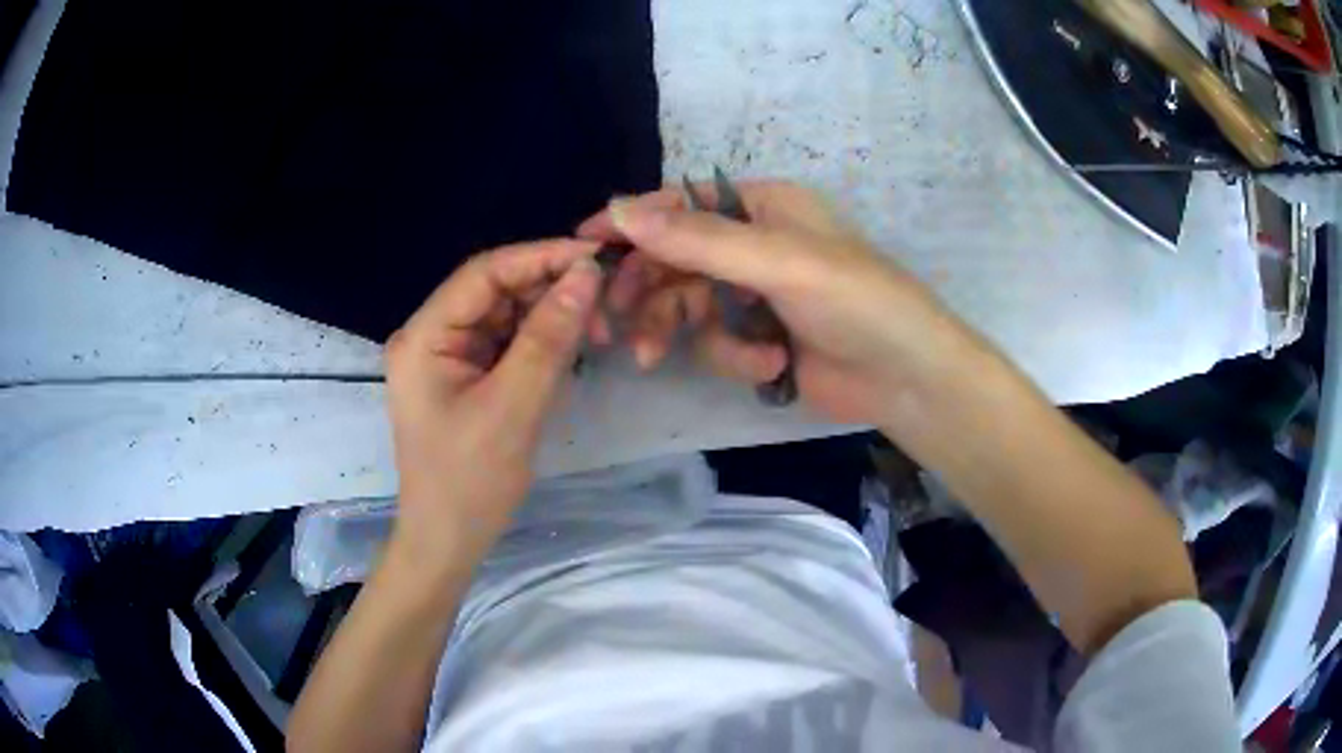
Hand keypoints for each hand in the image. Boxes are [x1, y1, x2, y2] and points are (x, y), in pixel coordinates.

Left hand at [384, 240, 601, 566]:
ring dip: (549, 317)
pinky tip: (570, 350)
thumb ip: (548, 338)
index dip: (539, 257)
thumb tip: (586, 274)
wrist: (448, 542)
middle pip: (495, 291)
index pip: (484, 273)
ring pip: (505, 315)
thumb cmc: (470, 483)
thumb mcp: (513, 409)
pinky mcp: (463, 377)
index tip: (595, 258)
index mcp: (424, 337)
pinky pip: (506, 343)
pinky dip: (539, 342)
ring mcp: (446, 358)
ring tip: (595, 332)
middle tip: (604, 304)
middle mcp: (430, 336)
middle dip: (549, 291)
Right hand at [577, 181, 991, 429]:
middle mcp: (753, 243)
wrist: (908, 379)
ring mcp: (754, 293)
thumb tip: (619, 209)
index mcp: (762, 206)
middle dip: (641, 290)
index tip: (582, 245)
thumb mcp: (779, 262)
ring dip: (673, 330)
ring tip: (651, 358)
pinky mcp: (758, 337)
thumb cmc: (858, 302)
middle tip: (607, 321)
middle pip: (672, 257)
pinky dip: (731, 357)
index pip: (680, 204)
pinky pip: (714, 340)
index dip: (631, 222)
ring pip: (684, 303)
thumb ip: (699, 239)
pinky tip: (766, 369)